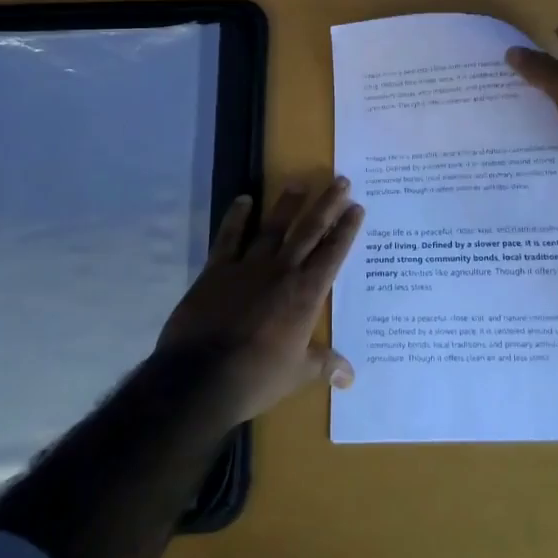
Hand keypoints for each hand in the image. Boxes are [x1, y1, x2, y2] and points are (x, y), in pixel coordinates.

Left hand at [156, 178, 364, 425]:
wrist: (201, 376)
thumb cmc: (256, 376)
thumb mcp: (296, 374)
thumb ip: (323, 365)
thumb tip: (350, 376)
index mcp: (306, 293)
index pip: (333, 254)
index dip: (346, 229)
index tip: (356, 206)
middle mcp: (282, 270)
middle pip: (309, 230)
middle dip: (327, 205)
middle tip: (341, 181)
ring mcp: (248, 266)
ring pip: (273, 227)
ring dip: (288, 204)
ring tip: (300, 182)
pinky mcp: (218, 269)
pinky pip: (229, 236)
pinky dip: (236, 217)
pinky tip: (244, 200)